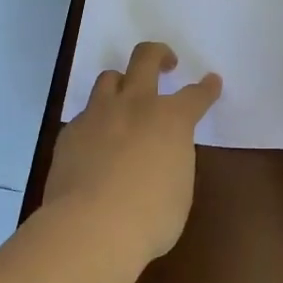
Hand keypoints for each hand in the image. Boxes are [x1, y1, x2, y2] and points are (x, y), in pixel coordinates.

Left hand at [45, 41, 221, 263]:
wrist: (90, 228)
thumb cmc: (150, 217)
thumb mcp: (179, 189)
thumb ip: (173, 161)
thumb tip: (163, 156)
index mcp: (171, 120)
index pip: (195, 95)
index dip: (207, 88)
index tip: (212, 81)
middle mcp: (135, 105)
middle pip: (145, 58)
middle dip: (159, 54)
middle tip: (166, 63)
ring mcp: (98, 115)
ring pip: (109, 78)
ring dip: (121, 83)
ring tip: (125, 98)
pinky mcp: (70, 133)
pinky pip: (85, 115)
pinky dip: (96, 122)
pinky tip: (97, 143)